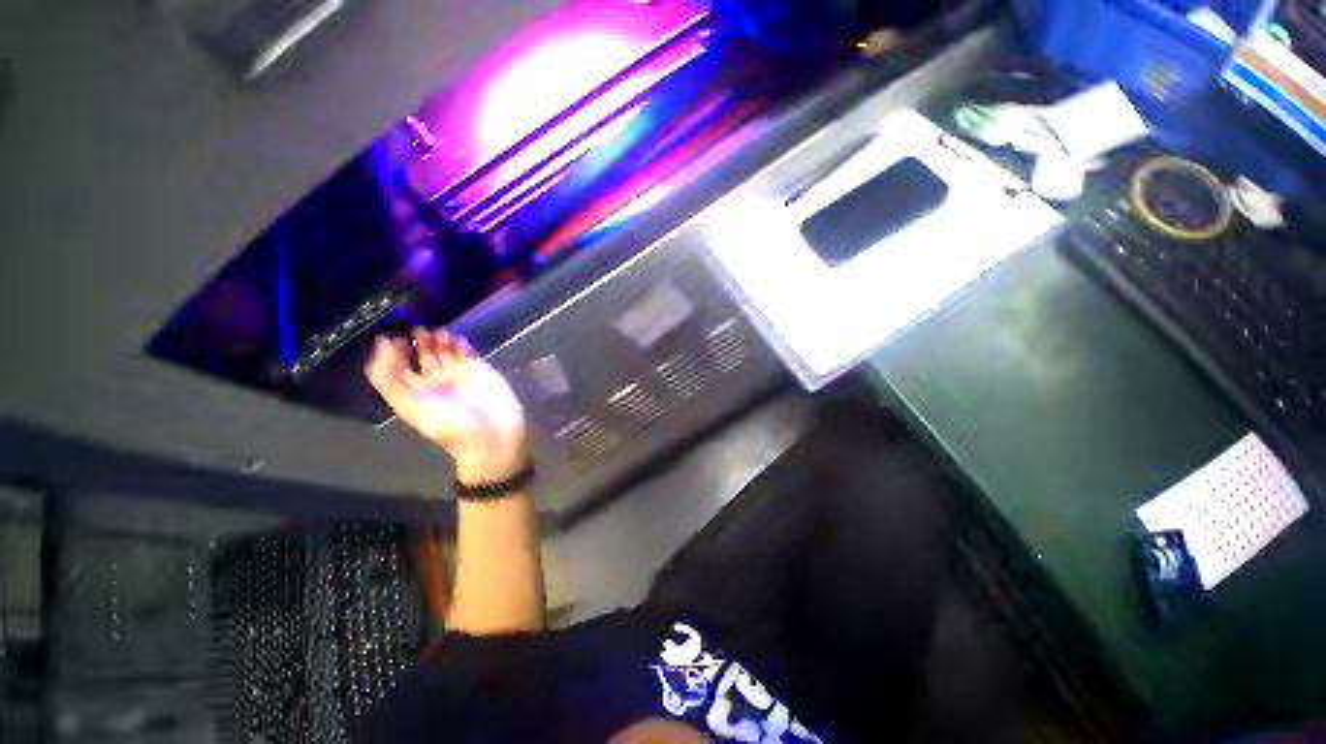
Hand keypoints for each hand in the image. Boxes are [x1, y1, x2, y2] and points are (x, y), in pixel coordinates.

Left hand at [365, 328, 527, 483]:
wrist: (495, 437)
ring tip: (439, 334)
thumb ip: (391, 380)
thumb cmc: (454, 427)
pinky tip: (457, 339)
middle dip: (417, 340)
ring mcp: (458, 374)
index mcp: (414, 392)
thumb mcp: (414, 409)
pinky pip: (466, 351)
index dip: (391, 351)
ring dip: (439, 339)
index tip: (393, 337)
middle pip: (420, 354)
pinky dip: (460, 342)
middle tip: (418, 330)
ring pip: (444, 349)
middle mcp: (434, 381)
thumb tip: (382, 345)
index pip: (396, 366)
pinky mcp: (480, 369)